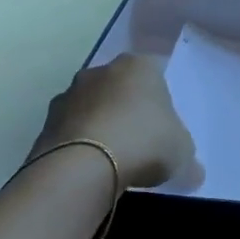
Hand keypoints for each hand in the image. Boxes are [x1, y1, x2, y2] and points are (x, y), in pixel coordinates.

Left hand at [32, 54, 198, 189]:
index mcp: (139, 66)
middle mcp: (101, 71)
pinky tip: (89, 169)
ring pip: (92, 106)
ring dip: (100, 125)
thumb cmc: (144, 143)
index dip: (160, 99)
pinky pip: (71, 131)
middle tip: (140, 140)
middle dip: (127, 109)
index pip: (155, 73)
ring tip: (112, 159)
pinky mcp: (46, 121)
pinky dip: (79, 145)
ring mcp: (69, 94)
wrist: (82, 166)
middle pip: (120, 87)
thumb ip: (187, 158)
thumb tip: (193, 172)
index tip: (164, 125)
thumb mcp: (182, 154)